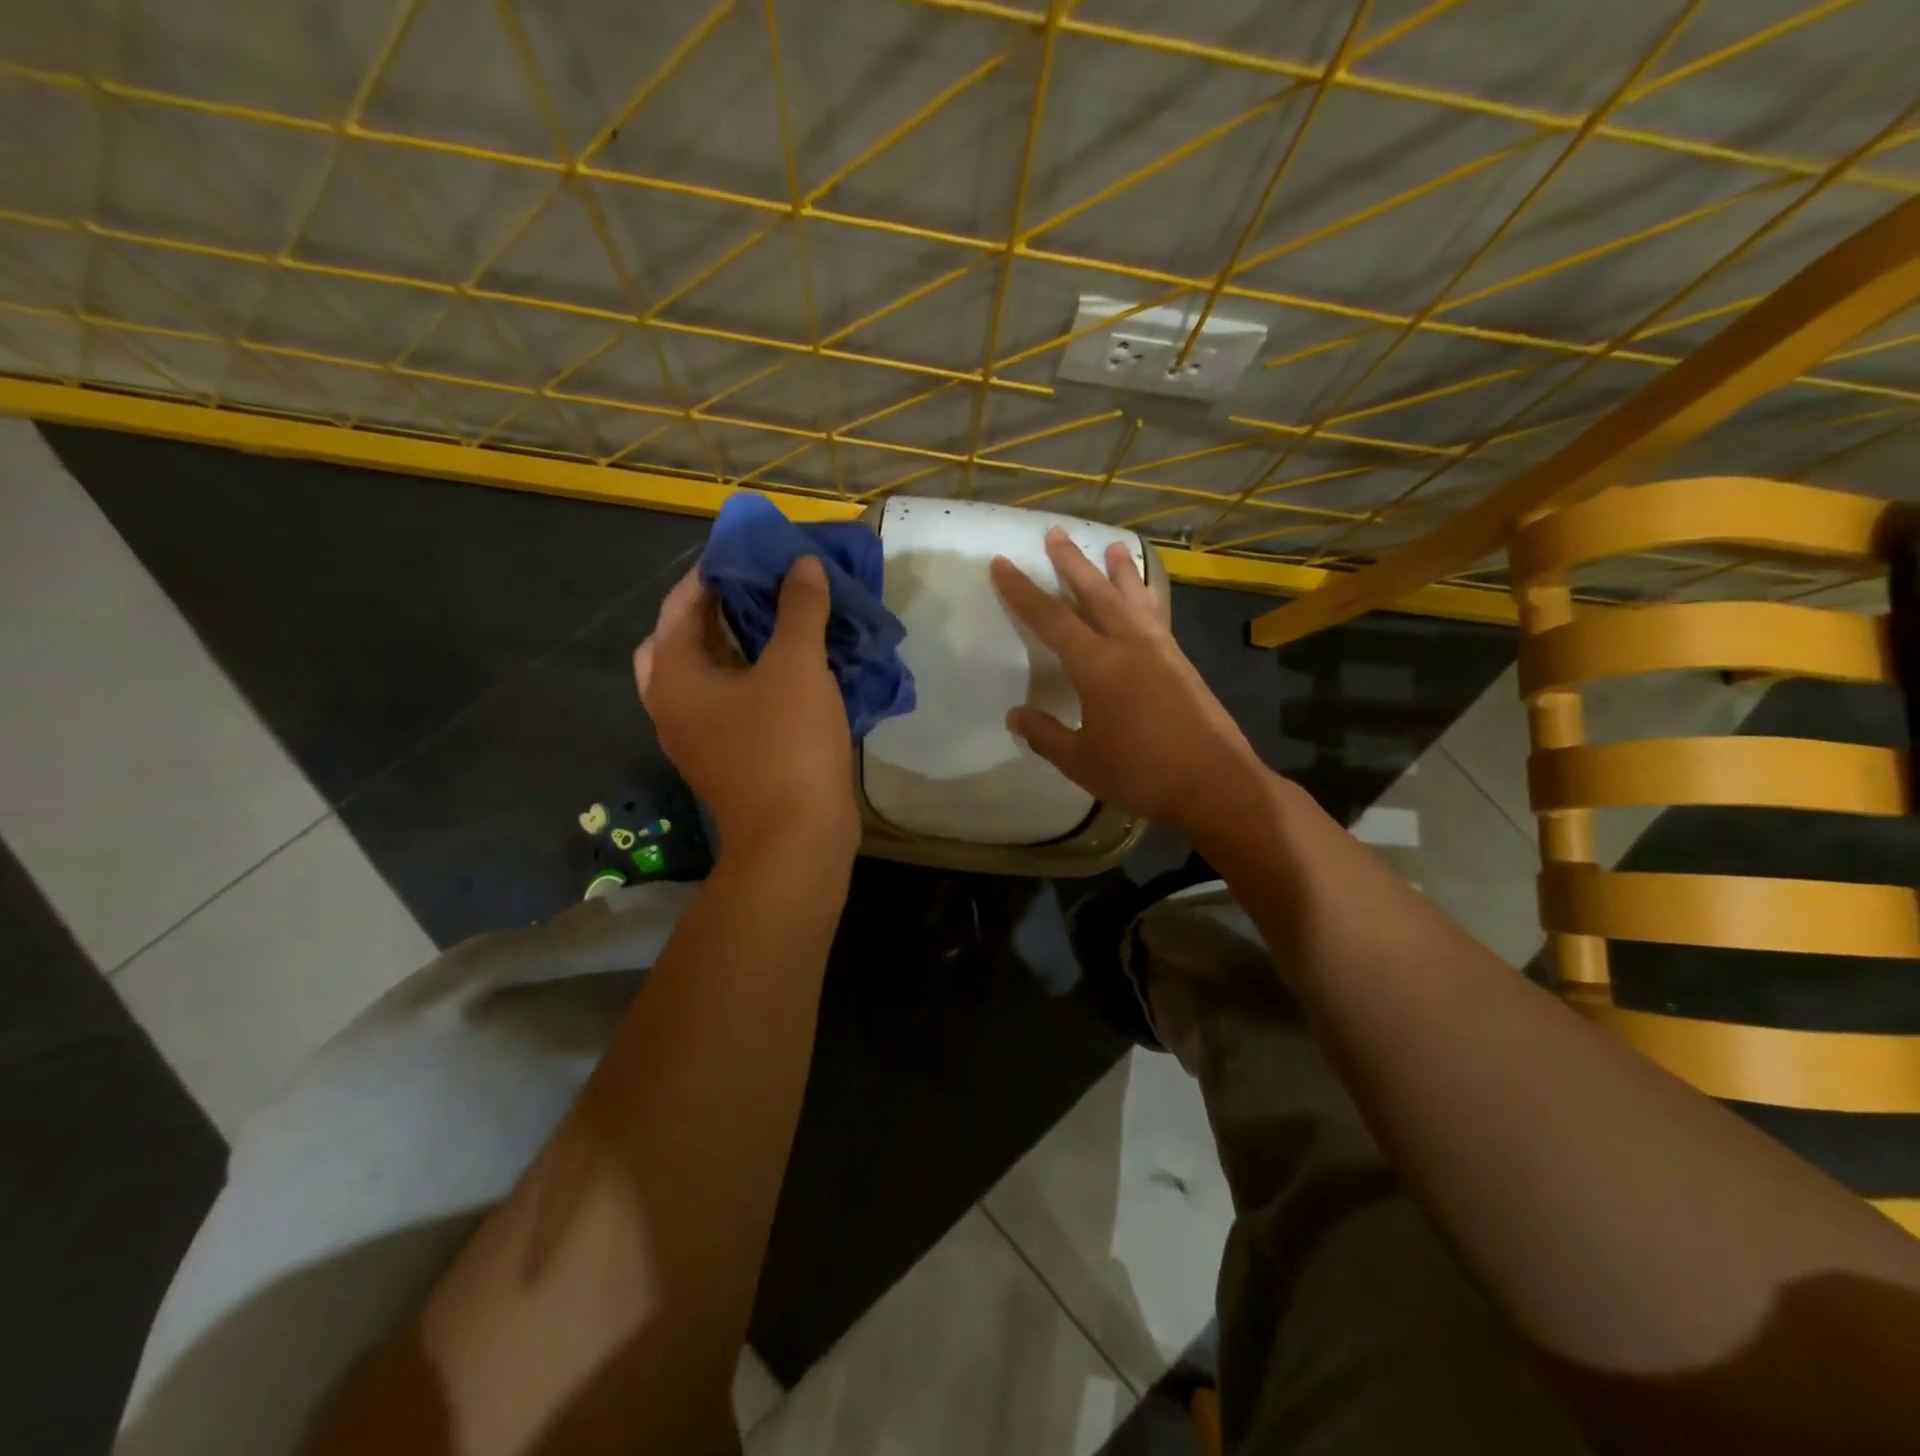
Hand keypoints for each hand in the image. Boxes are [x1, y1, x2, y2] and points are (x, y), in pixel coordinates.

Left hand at [635, 557, 857, 854]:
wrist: (798, 838)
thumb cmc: (787, 746)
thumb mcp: (796, 667)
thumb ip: (799, 609)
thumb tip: (803, 565)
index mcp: (675, 677)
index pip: (681, 604)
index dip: (715, 571)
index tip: (753, 551)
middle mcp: (675, 705)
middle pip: (687, 639)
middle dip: (722, 609)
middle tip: (761, 588)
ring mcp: (702, 735)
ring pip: (713, 672)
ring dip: (743, 643)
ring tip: (784, 618)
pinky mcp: (732, 755)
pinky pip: (736, 700)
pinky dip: (758, 676)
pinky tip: (798, 664)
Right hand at [990, 528, 1267, 842]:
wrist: (1214, 784)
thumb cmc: (1141, 774)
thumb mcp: (1081, 761)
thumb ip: (1045, 735)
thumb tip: (1016, 715)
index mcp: (1097, 666)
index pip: (1051, 618)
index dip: (1022, 591)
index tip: (1002, 564)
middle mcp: (1129, 645)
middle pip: (1095, 592)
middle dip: (1072, 562)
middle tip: (1055, 533)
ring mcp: (1160, 650)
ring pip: (1133, 598)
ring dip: (1118, 571)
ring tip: (1112, 546)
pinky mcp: (1181, 662)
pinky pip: (1156, 615)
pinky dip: (1145, 597)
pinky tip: (1145, 598)